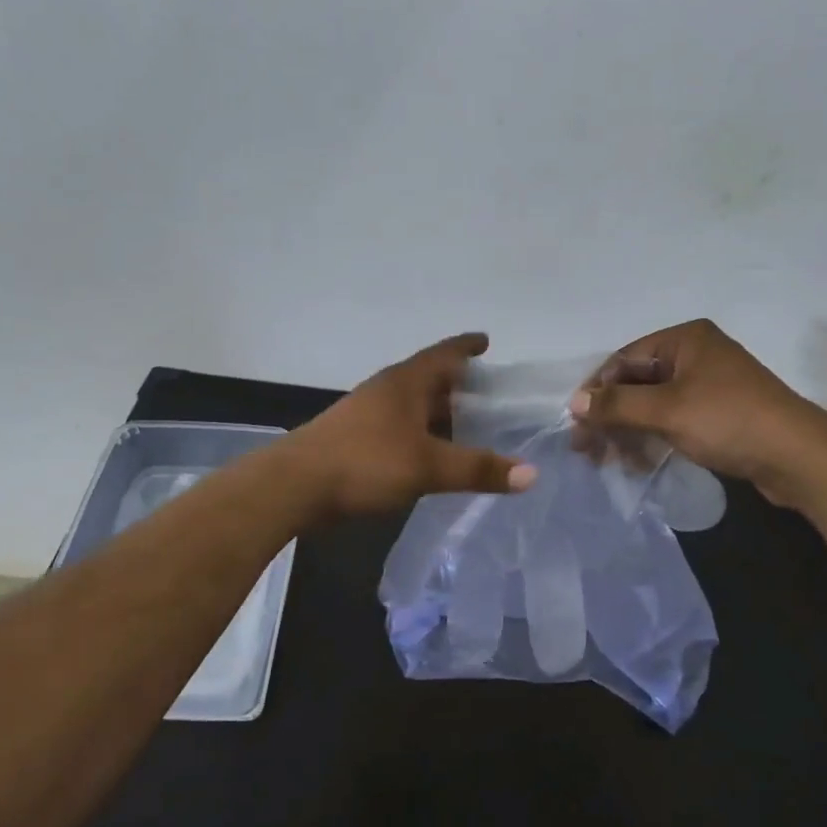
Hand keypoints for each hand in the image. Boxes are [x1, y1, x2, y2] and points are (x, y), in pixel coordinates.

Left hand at [282, 334, 536, 518]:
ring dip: (438, 411)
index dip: (466, 346)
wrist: (295, 485)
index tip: (487, 342)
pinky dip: (421, 432)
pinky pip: (399, 426)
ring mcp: (367, 413)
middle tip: (490, 395)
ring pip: (412, 405)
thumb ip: (478, 469)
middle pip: (429, 378)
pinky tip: (430, 452)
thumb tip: (532, 473)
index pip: (443, 353)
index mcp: (405, 382)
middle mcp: (386, 390)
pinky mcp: (355, 437)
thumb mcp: (428, 466)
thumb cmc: (365, 462)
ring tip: (467, 425)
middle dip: (458, 384)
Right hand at [570, 319, 826, 507]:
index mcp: (685, 339)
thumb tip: (574, 403)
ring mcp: (709, 384)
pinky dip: (653, 437)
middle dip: (611, 416)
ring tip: (612, 462)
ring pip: (654, 404)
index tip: (577, 424)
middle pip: (637, 382)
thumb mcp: (666, 411)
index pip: (624, 359)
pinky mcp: (719, 413)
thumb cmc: (728, 421)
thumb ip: (617, 405)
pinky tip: (639, 462)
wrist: (798, 457)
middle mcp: (696, 354)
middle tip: (588, 450)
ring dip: (629, 431)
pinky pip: (673, 419)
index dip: (597, 391)